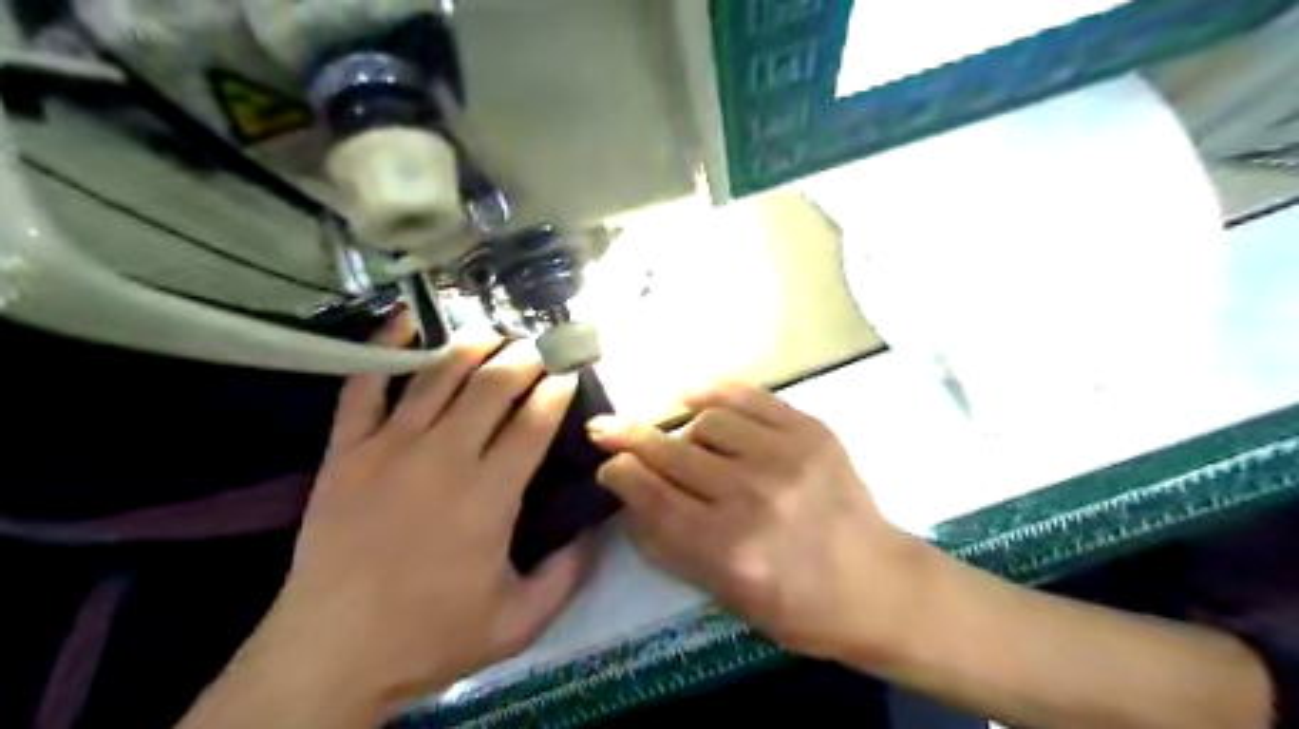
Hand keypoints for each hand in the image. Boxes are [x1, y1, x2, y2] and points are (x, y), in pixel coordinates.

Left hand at [242, 329, 587, 721]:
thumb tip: (598, 528)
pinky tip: (403, 320)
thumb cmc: (430, 636)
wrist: (330, 653)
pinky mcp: (345, 451)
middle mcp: (443, 457)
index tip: (570, 370)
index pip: (534, 421)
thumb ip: (568, 572)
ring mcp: (389, 447)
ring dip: (471, 345)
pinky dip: (382, 348)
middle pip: (492, 385)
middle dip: (524, 357)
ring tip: (493, 331)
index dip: (557, 388)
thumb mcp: (519, 621)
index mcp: (489, 495)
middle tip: (540, 345)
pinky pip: (363, 386)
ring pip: (438, 376)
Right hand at [591, 385, 922, 663]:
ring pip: (706, 422)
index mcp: (727, 549)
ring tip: (682, 440)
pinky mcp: (811, 432)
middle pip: (671, 453)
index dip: (619, 473)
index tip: (607, 464)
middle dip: (628, 438)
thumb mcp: (725, 597)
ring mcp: (786, 457)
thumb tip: (630, 499)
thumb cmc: (798, 607)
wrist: (879, 585)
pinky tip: (691, 393)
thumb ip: (671, 548)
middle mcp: (752, 497)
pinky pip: (750, 397)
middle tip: (605, 428)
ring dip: (682, 429)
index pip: (652, 496)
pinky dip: (713, 392)